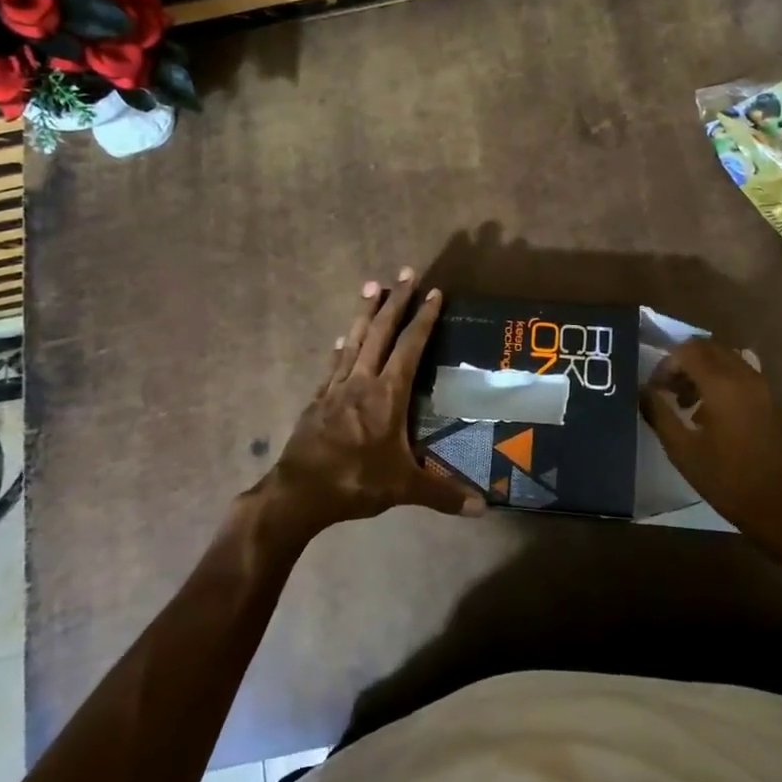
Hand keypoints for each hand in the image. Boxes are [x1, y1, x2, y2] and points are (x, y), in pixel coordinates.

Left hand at [255, 270, 480, 546]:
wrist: (298, 493)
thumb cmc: (355, 482)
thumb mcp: (404, 488)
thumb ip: (442, 494)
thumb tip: (482, 508)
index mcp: (387, 395)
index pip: (409, 347)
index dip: (423, 319)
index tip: (434, 292)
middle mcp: (361, 382)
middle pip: (380, 332)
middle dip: (395, 301)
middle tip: (405, 272)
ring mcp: (335, 388)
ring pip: (353, 341)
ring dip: (364, 312)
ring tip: (371, 285)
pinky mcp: (317, 401)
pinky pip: (333, 365)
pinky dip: (340, 348)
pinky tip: (340, 339)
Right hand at [639, 338, 781, 530]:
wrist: (774, 503)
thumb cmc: (723, 477)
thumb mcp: (680, 448)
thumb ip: (658, 412)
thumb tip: (642, 390)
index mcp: (722, 385)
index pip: (687, 351)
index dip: (666, 365)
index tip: (655, 389)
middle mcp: (744, 376)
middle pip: (708, 347)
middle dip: (683, 362)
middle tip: (668, 390)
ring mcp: (762, 386)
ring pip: (725, 358)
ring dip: (702, 369)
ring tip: (687, 402)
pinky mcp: (770, 398)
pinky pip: (740, 372)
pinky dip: (721, 379)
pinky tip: (711, 410)